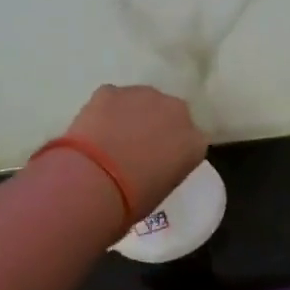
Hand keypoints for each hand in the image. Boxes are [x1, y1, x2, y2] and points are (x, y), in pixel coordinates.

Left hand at [64, 84, 208, 218]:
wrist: (95, 181)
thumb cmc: (134, 198)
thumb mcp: (164, 187)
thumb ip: (167, 166)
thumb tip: (153, 162)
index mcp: (195, 142)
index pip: (191, 141)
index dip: (174, 149)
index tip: (160, 161)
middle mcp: (177, 112)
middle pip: (171, 114)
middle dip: (157, 125)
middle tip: (136, 148)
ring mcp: (145, 96)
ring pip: (142, 101)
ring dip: (133, 115)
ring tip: (112, 138)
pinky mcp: (111, 90)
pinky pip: (113, 99)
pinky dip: (106, 111)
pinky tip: (94, 130)